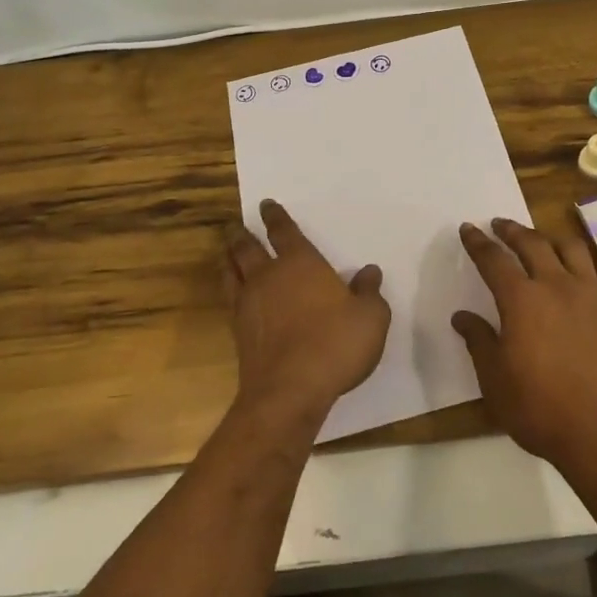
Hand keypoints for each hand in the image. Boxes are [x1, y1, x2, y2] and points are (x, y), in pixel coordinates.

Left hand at [225, 199, 390, 428]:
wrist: (289, 392)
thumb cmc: (335, 345)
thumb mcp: (370, 318)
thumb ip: (369, 292)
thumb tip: (370, 272)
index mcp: (301, 263)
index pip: (284, 231)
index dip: (275, 216)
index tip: (266, 205)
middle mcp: (270, 276)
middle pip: (248, 247)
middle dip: (242, 234)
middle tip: (235, 226)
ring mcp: (249, 304)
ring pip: (232, 271)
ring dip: (228, 258)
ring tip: (226, 251)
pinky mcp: (239, 333)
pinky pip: (230, 299)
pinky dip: (229, 288)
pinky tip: (233, 293)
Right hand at [452, 218, 596, 470]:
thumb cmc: (542, 408)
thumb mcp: (496, 380)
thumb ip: (479, 341)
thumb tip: (462, 316)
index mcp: (521, 299)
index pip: (493, 259)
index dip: (478, 242)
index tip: (468, 228)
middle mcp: (555, 285)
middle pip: (532, 243)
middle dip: (512, 230)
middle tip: (499, 224)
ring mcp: (590, 295)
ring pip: (570, 248)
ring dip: (549, 238)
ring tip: (540, 239)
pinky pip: (594, 274)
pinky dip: (579, 267)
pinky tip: (576, 278)